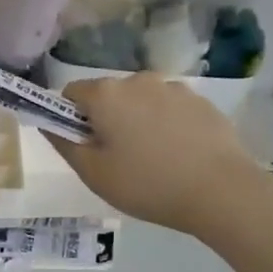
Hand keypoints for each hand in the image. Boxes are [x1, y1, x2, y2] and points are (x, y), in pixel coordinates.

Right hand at [48, 75, 263, 234]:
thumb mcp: (94, 174)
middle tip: (117, 158)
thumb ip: (65, 144)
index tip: (83, 145)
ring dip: (138, 120)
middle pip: (108, 95)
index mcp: (106, 94)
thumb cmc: (148, 184)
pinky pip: (170, 108)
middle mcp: (137, 80)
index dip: (69, 117)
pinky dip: (167, 124)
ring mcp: (173, 88)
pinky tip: (180, 155)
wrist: (222, 191)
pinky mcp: (201, 101)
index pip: (71, 92)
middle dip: (106, 119)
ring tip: (154, 159)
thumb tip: (49, 124)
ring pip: (141, 100)